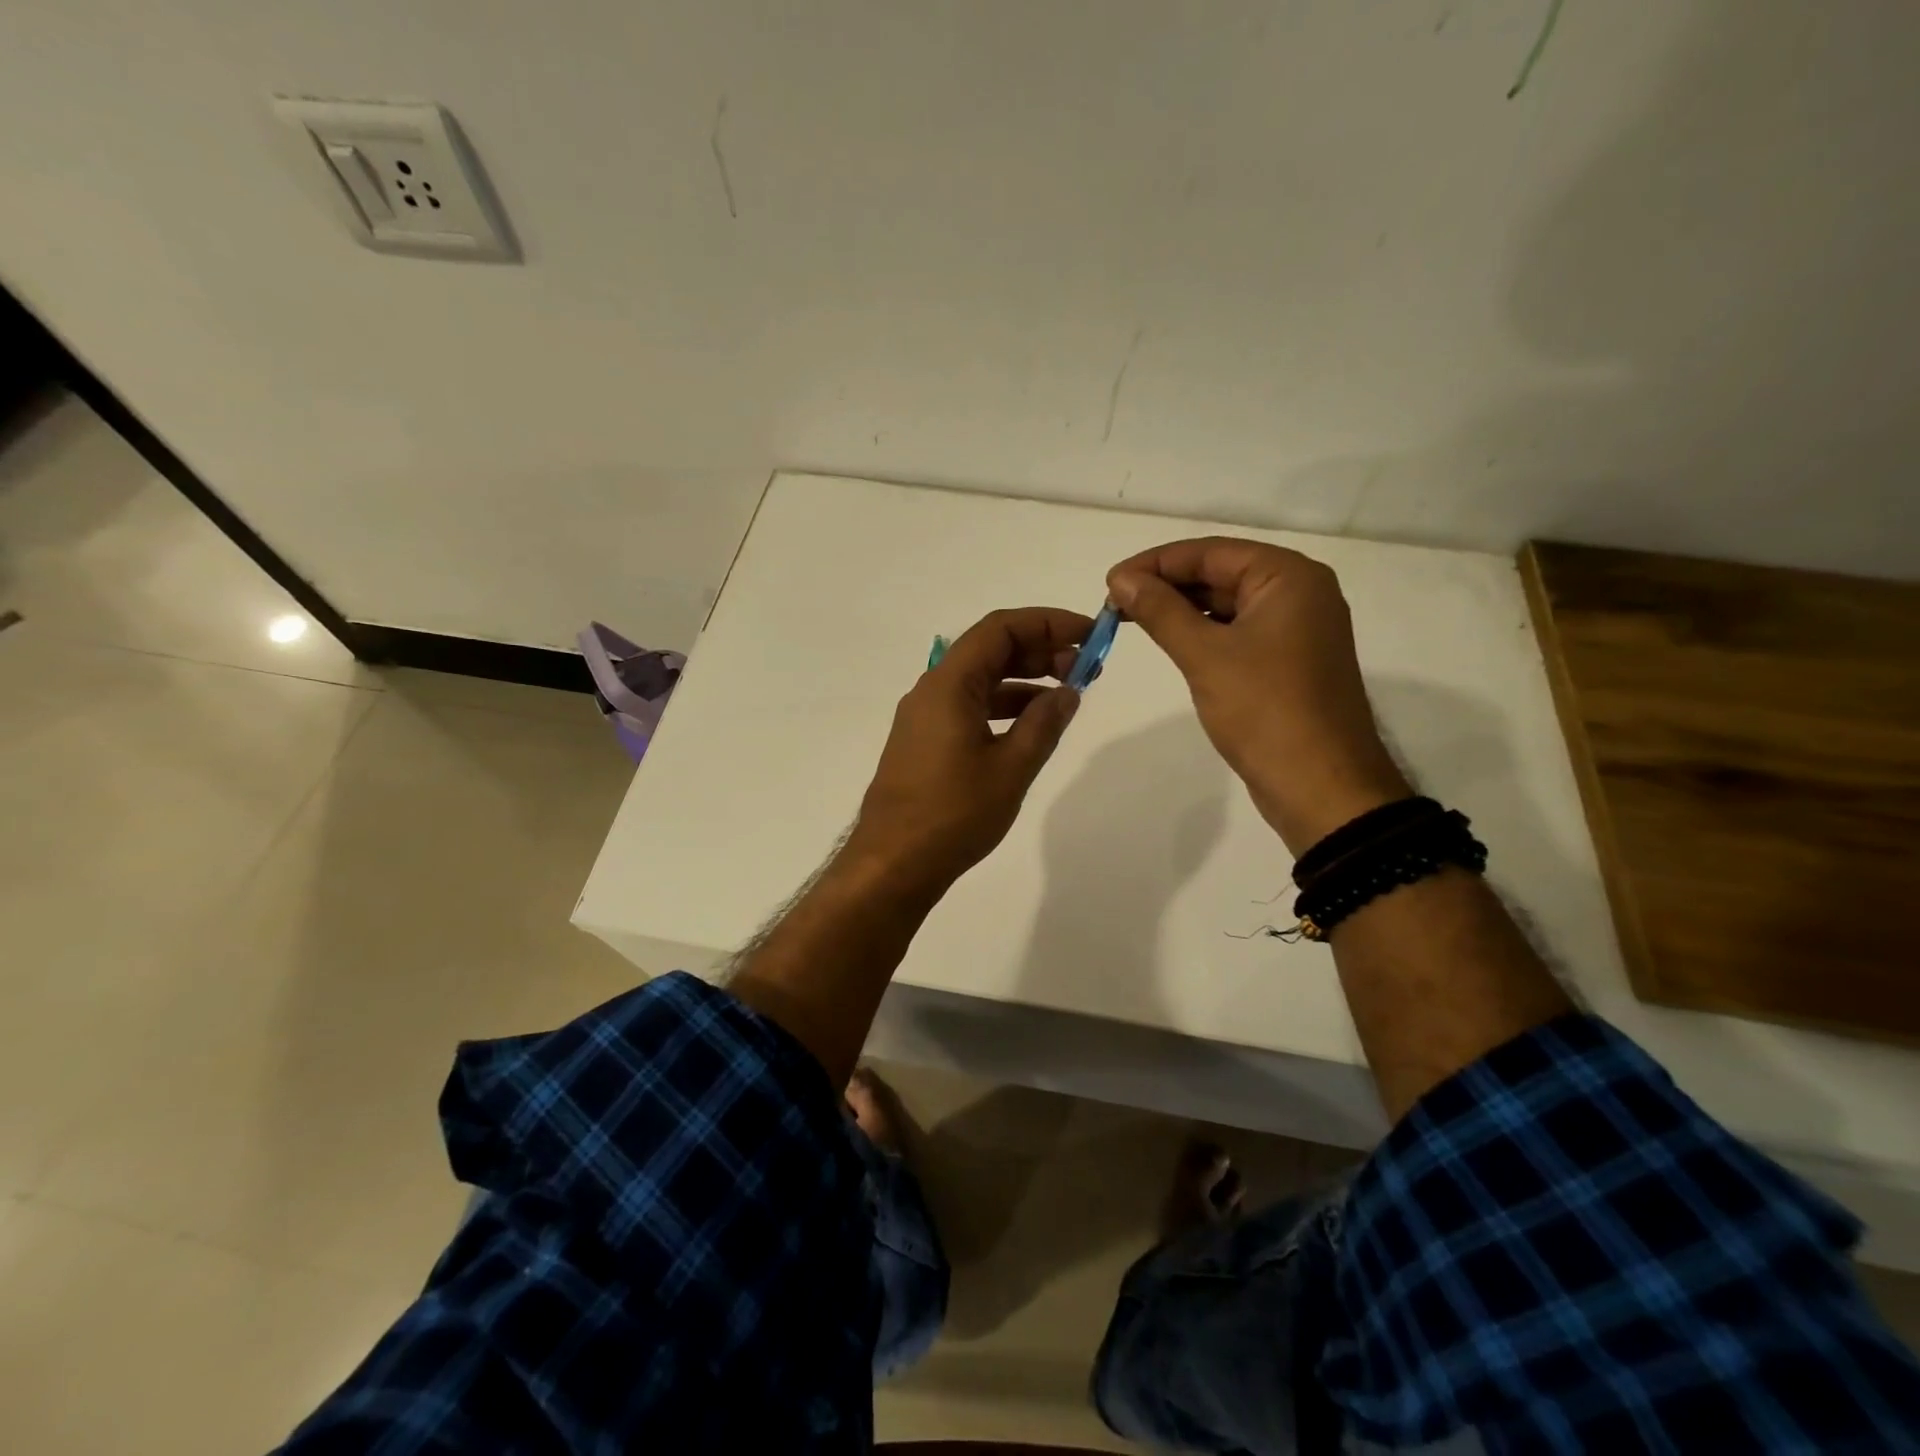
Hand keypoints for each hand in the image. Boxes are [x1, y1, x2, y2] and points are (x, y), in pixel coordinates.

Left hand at [847, 607, 1090, 892]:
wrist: (893, 863)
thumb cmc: (954, 814)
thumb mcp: (1011, 768)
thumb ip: (1044, 724)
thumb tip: (1068, 692)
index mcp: (949, 685)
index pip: (1000, 629)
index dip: (1046, 623)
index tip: (1088, 634)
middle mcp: (931, 691)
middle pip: (989, 650)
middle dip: (1039, 650)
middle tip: (1084, 667)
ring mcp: (924, 717)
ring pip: (979, 680)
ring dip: (1023, 679)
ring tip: (1066, 695)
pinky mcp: (923, 742)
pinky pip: (968, 706)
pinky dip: (1003, 706)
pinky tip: (1031, 725)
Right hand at [1107, 538, 1408, 853]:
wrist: (1319, 786)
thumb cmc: (1264, 710)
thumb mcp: (1205, 654)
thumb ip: (1160, 611)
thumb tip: (1121, 580)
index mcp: (1289, 577)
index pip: (1211, 552)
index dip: (1155, 563)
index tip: (1109, 581)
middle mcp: (1299, 593)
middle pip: (1220, 574)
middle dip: (1166, 586)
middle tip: (1114, 604)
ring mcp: (1296, 629)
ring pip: (1227, 605)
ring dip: (1180, 610)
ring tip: (1131, 620)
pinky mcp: (1287, 662)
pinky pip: (1237, 633)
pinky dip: (1202, 633)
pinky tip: (1170, 642)